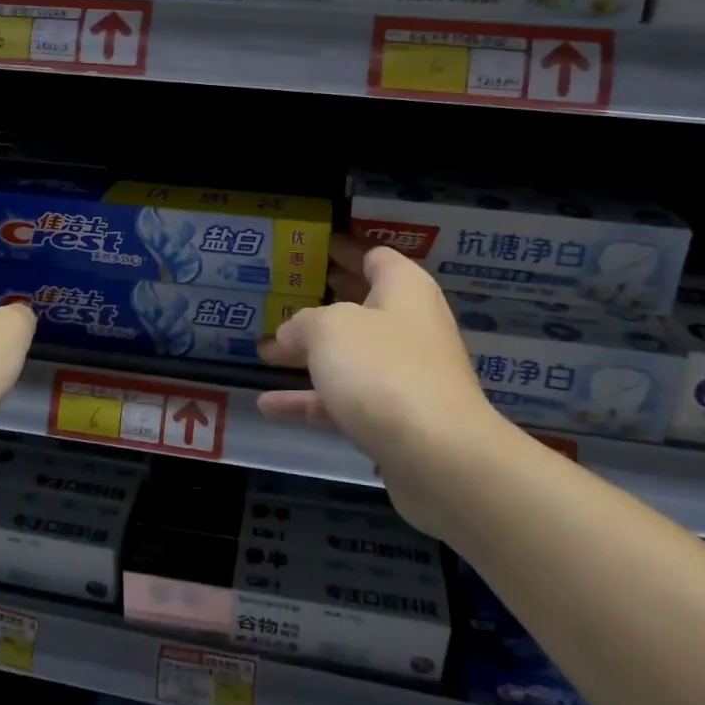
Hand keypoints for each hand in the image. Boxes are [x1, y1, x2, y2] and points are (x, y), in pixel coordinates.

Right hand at [259, 239, 501, 537]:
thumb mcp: (329, 330)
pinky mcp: (395, 418)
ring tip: (265, 351)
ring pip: (350, 355)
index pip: (373, 256)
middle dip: (322, 301)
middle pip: (361, 304)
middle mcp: (409, 326)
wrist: (439, 456)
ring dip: (309, 354)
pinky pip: (345, 399)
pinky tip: (268, 404)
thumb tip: (291, 333)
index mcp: (403, 289)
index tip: (313, 248)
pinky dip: (310, 400)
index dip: (342, 249)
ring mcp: (403, 374)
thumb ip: (303, 322)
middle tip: (284, 293)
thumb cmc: (383, 370)